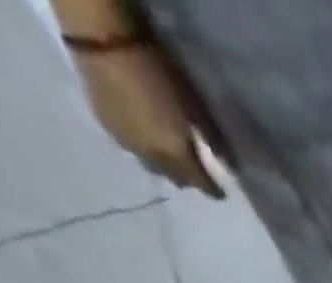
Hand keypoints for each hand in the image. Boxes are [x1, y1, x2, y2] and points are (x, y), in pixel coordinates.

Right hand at [72, 43, 225, 197]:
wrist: (101, 39)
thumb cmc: (157, 70)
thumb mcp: (194, 105)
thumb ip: (212, 138)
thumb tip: (230, 164)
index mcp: (176, 154)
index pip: (200, 183)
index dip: (212, 190)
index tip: (221, 194)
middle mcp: (152, 157)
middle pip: (176, 179)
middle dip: (188, 179)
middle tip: (196, 172)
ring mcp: (127, 144)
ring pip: (152, 167)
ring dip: (165, 168)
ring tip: (171, 159)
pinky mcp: (107, 127)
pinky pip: (132, 150)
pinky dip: (144, 151)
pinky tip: (147, 140)